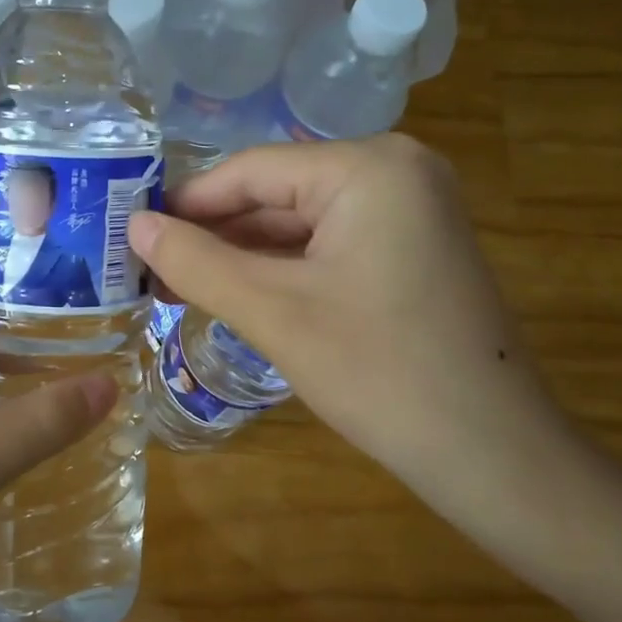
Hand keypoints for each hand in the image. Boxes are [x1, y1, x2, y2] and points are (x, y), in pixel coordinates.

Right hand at [128, 135, 563, 510]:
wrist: (491, 454)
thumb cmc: (378, 372)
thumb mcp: (273, 312)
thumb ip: (197, 262)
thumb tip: (134, 225)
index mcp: (368, 168)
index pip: (251, 170)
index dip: (185, 203)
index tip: (130, 234)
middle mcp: (395, 172)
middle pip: (276, 194)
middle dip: (213, 235)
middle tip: (147, 270)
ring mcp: (410, 212)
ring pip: (300, 224)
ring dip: (242, 257)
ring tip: (177, 287)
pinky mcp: (412, 251)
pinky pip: (329, 248)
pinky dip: (282, 271)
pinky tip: (236, 294)